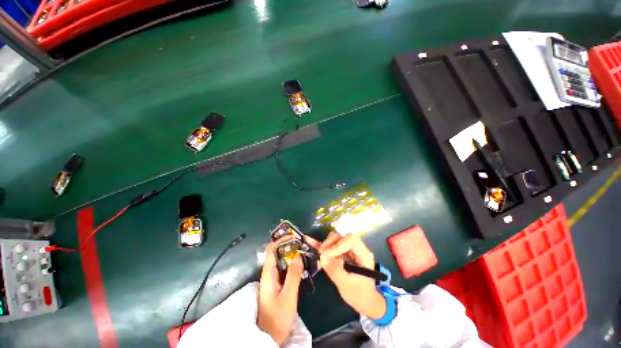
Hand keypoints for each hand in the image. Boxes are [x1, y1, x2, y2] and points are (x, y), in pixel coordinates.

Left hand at [257, 238, 303, 345]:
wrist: (271, 336)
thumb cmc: (278, 317)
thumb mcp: (288, 296)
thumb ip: (293, 275)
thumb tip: (298, 255)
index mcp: (268, 274)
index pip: (271, 250)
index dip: (281, 240)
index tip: (295, 236)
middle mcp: (269, 273)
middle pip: (276, 252)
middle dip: (288, 245)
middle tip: (302, 243)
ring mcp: (273, 279)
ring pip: (281, 260)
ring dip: (291, 253)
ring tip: (304, 250)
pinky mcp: (277, 284)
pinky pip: (284, 268)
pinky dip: (292, 263)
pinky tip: (301, 263)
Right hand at [319, 233, 386, 319]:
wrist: (365, 301)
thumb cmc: (359, 294)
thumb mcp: (347, 285)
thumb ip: (335, 270)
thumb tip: (322, 257)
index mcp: (363, 254)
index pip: (350, 239)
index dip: (338, 244)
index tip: (327, 255)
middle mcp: (356, 248)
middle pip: (342, 236)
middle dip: (330, 243)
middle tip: (320, 254)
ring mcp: (348, 249)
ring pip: (335, 239)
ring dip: (325, 245)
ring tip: (318, 253)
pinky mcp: (341, 252)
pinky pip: (331, 246)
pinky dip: (321, 244)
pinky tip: (309, 240)